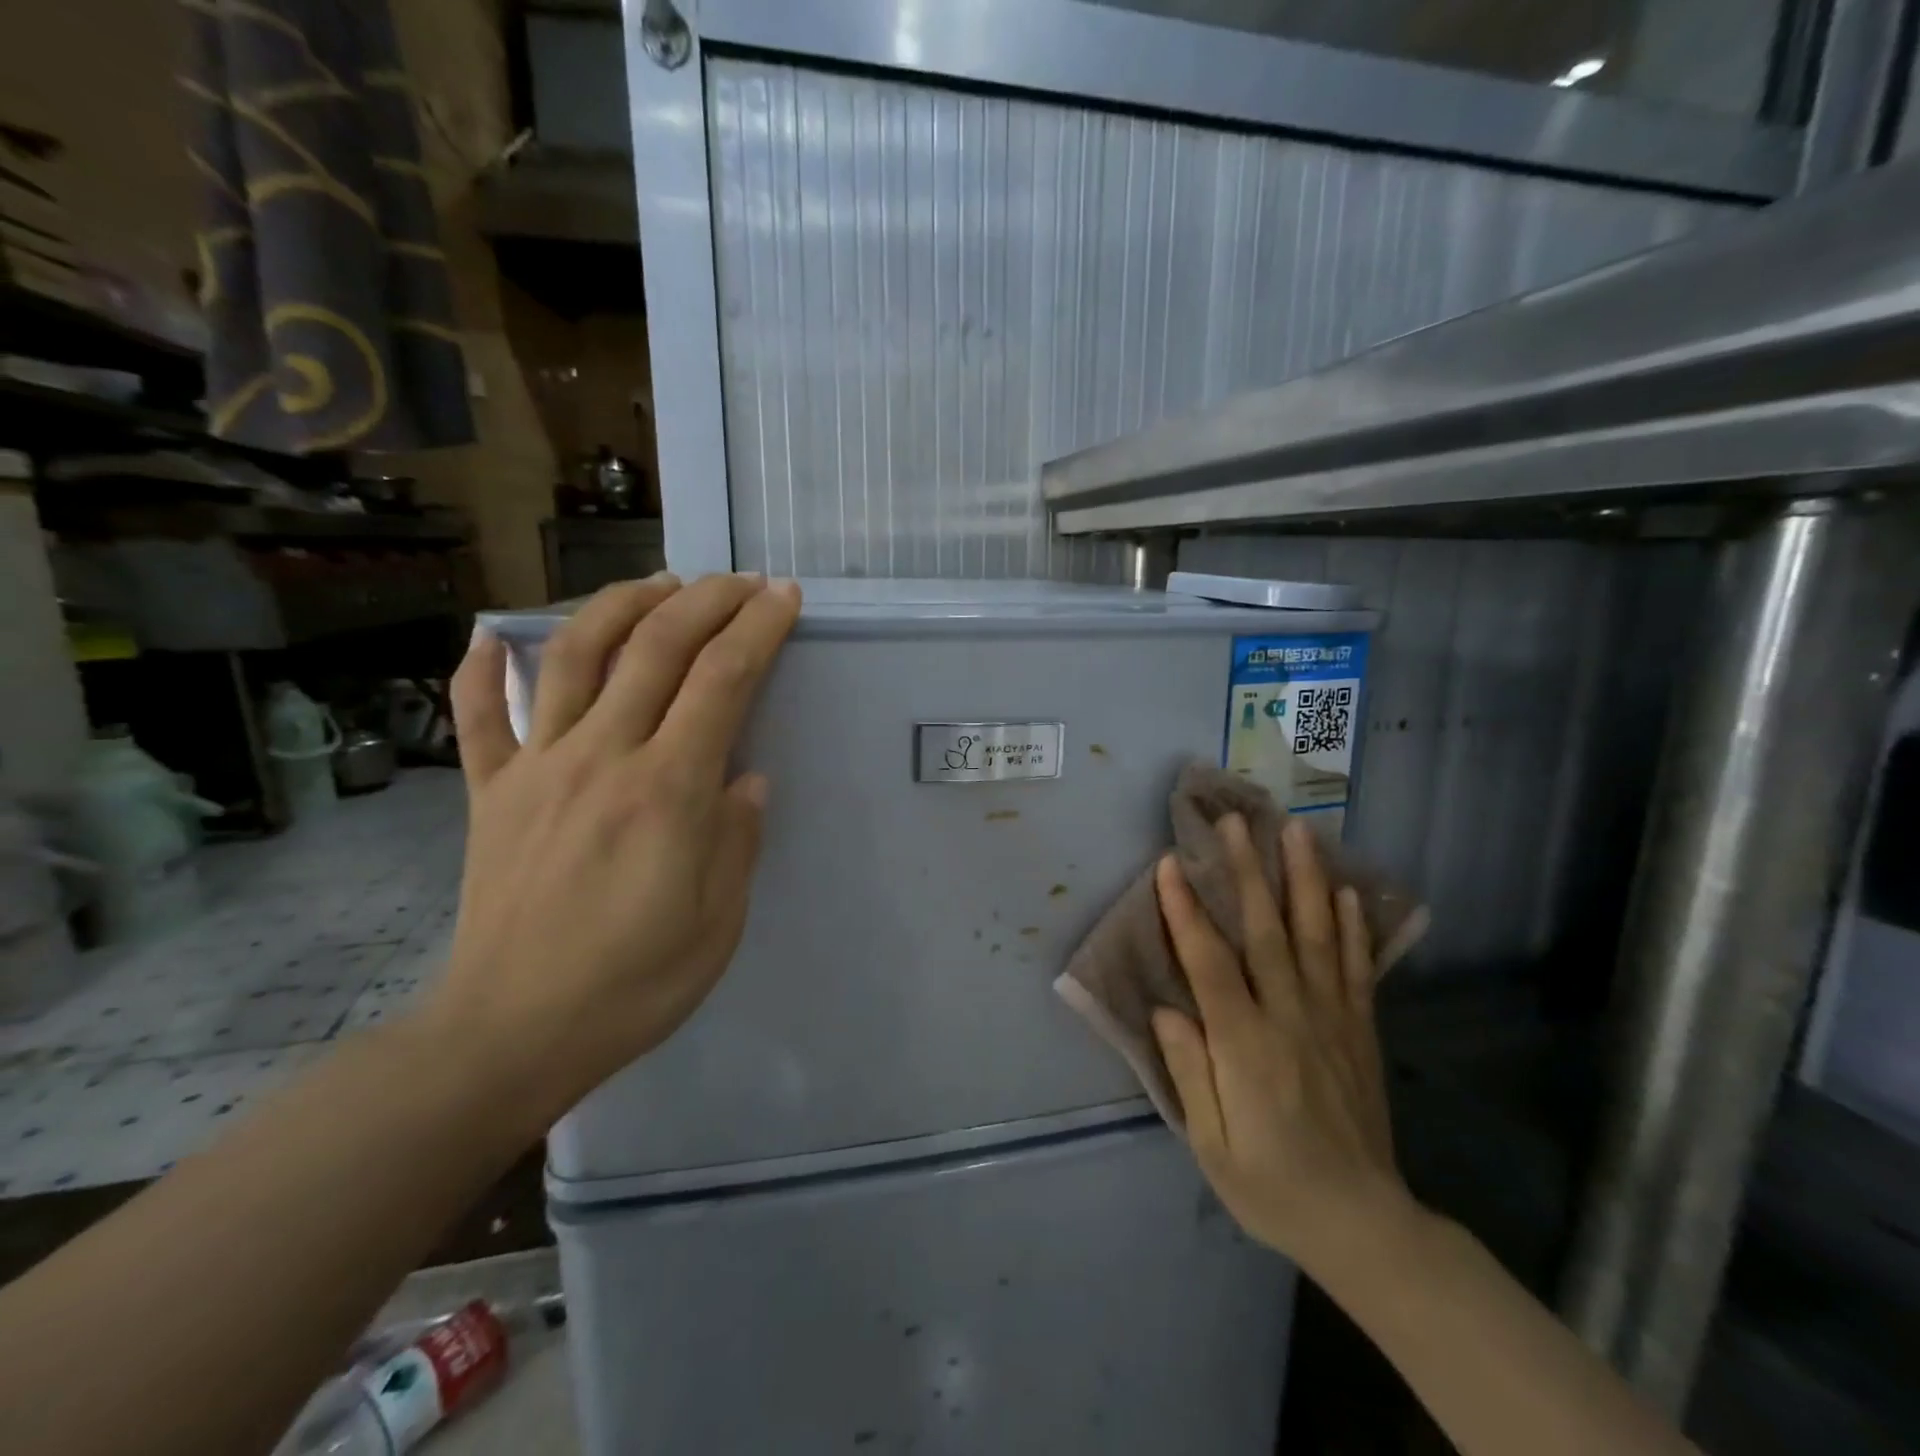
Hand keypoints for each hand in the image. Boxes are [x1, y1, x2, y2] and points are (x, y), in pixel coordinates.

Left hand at [430, 573, 800, 1118]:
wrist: (511, 1034)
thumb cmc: (634, 984)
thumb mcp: (719, 922)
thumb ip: (737, 839)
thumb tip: (747, 780)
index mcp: (667, 791)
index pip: (722, 681)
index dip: (758, 629)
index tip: (782, 598)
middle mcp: (601, 758)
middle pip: (656, 649)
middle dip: (706, 601)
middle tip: (739, 582)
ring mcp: (537, 769)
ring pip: (573, 656)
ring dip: (620, 606)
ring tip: (657, 583)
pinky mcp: (490, 792)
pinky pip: (478, 716)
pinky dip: (483, 667)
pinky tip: (494, 633)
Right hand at [1152, 815, 1417, 1277]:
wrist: (1364, 1225)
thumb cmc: (1272, 1187)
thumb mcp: (1212, 1146)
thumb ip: (1189, 1072)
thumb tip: (1168, 1009)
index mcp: (1245, 1046)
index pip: (1210, 964)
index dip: (1187, 911)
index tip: (1171, 863)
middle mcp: (1290, 1019)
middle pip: (1266, 932)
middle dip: (1248, 872)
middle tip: (1237, 822)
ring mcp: (1332, 1021)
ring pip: (1316, 937)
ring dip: (1304, 880)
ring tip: (1297, 832)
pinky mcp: (1360, 1031)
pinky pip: (1356, 969)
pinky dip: (1351, 927)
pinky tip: (1345, 891)